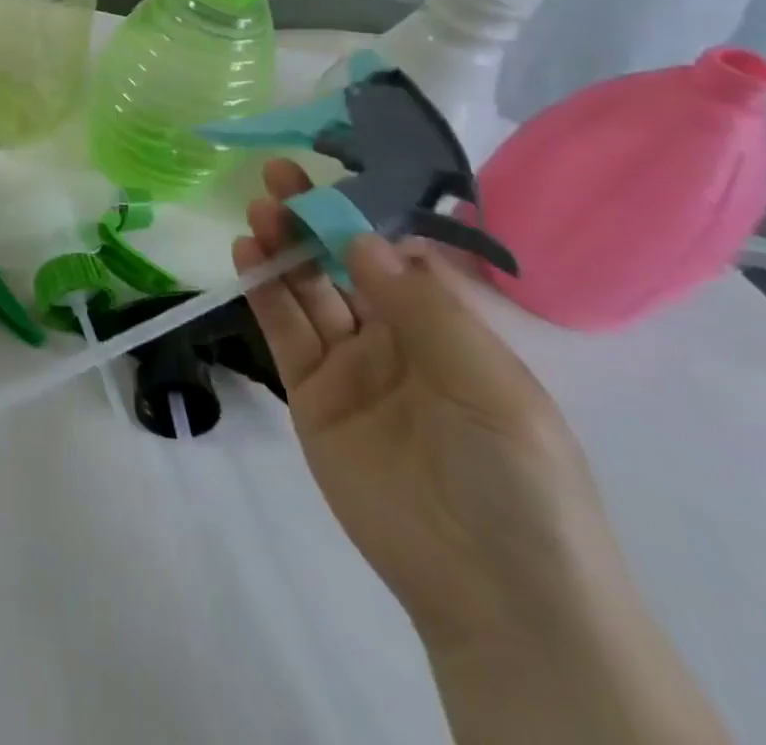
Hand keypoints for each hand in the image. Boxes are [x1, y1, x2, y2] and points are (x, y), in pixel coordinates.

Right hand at [233, 160, 628, 650]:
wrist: (494, 592)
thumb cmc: (517, 479)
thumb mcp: (490, 385)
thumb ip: (423, 309)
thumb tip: (361, 238)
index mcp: (448, 331)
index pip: (396, 256)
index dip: (363, 214)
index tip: (332, 173)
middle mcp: (394, 339)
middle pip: (342, 265)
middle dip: (313, 219)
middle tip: (279, 174)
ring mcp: (348, 366)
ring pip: (307, 291)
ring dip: (282, 248)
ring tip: (258, 208)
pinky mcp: (309, 395)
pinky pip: (283, 332)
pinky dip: (263, 292)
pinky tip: (248, 254)